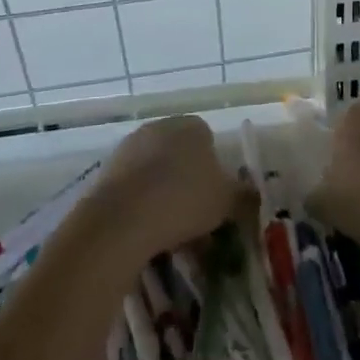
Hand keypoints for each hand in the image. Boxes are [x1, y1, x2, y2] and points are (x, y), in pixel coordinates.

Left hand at [92, 116, 244, 259]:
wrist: (122, 218)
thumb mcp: (226, 201)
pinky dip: (140, 205)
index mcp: (193, 126)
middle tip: (194, 220)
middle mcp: (161, 127)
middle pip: (180, 156)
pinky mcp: (107, 170)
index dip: (215, 172)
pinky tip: (144, 232)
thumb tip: (253, 194)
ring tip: (168, 234)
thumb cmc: (184, 200)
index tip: (214, 201)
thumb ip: (243, 195)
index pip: (209, 141)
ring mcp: (130, 146)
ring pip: (155, 172)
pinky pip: (133, 187)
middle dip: (187, 183)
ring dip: (162, 196)